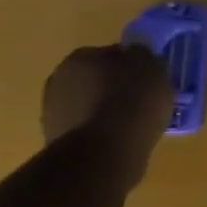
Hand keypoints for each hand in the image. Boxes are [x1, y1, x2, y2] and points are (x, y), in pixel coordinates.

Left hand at [41, 45, 174, 177]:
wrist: (104, 152)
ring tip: (135, 125)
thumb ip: (142, 55)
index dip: (133, 65)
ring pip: (90, 105)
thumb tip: (135, 54)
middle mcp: (59, 79)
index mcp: (81, 56)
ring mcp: (53, 113)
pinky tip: (122, 141)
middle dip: (116, 88)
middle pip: (97, 79)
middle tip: (142, 101)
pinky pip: (89, 130)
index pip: (112, 54)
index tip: (149, 79)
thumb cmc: (132, 102)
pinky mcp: (56, 142)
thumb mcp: (153, 67)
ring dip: (108, 112)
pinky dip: (103, 133)